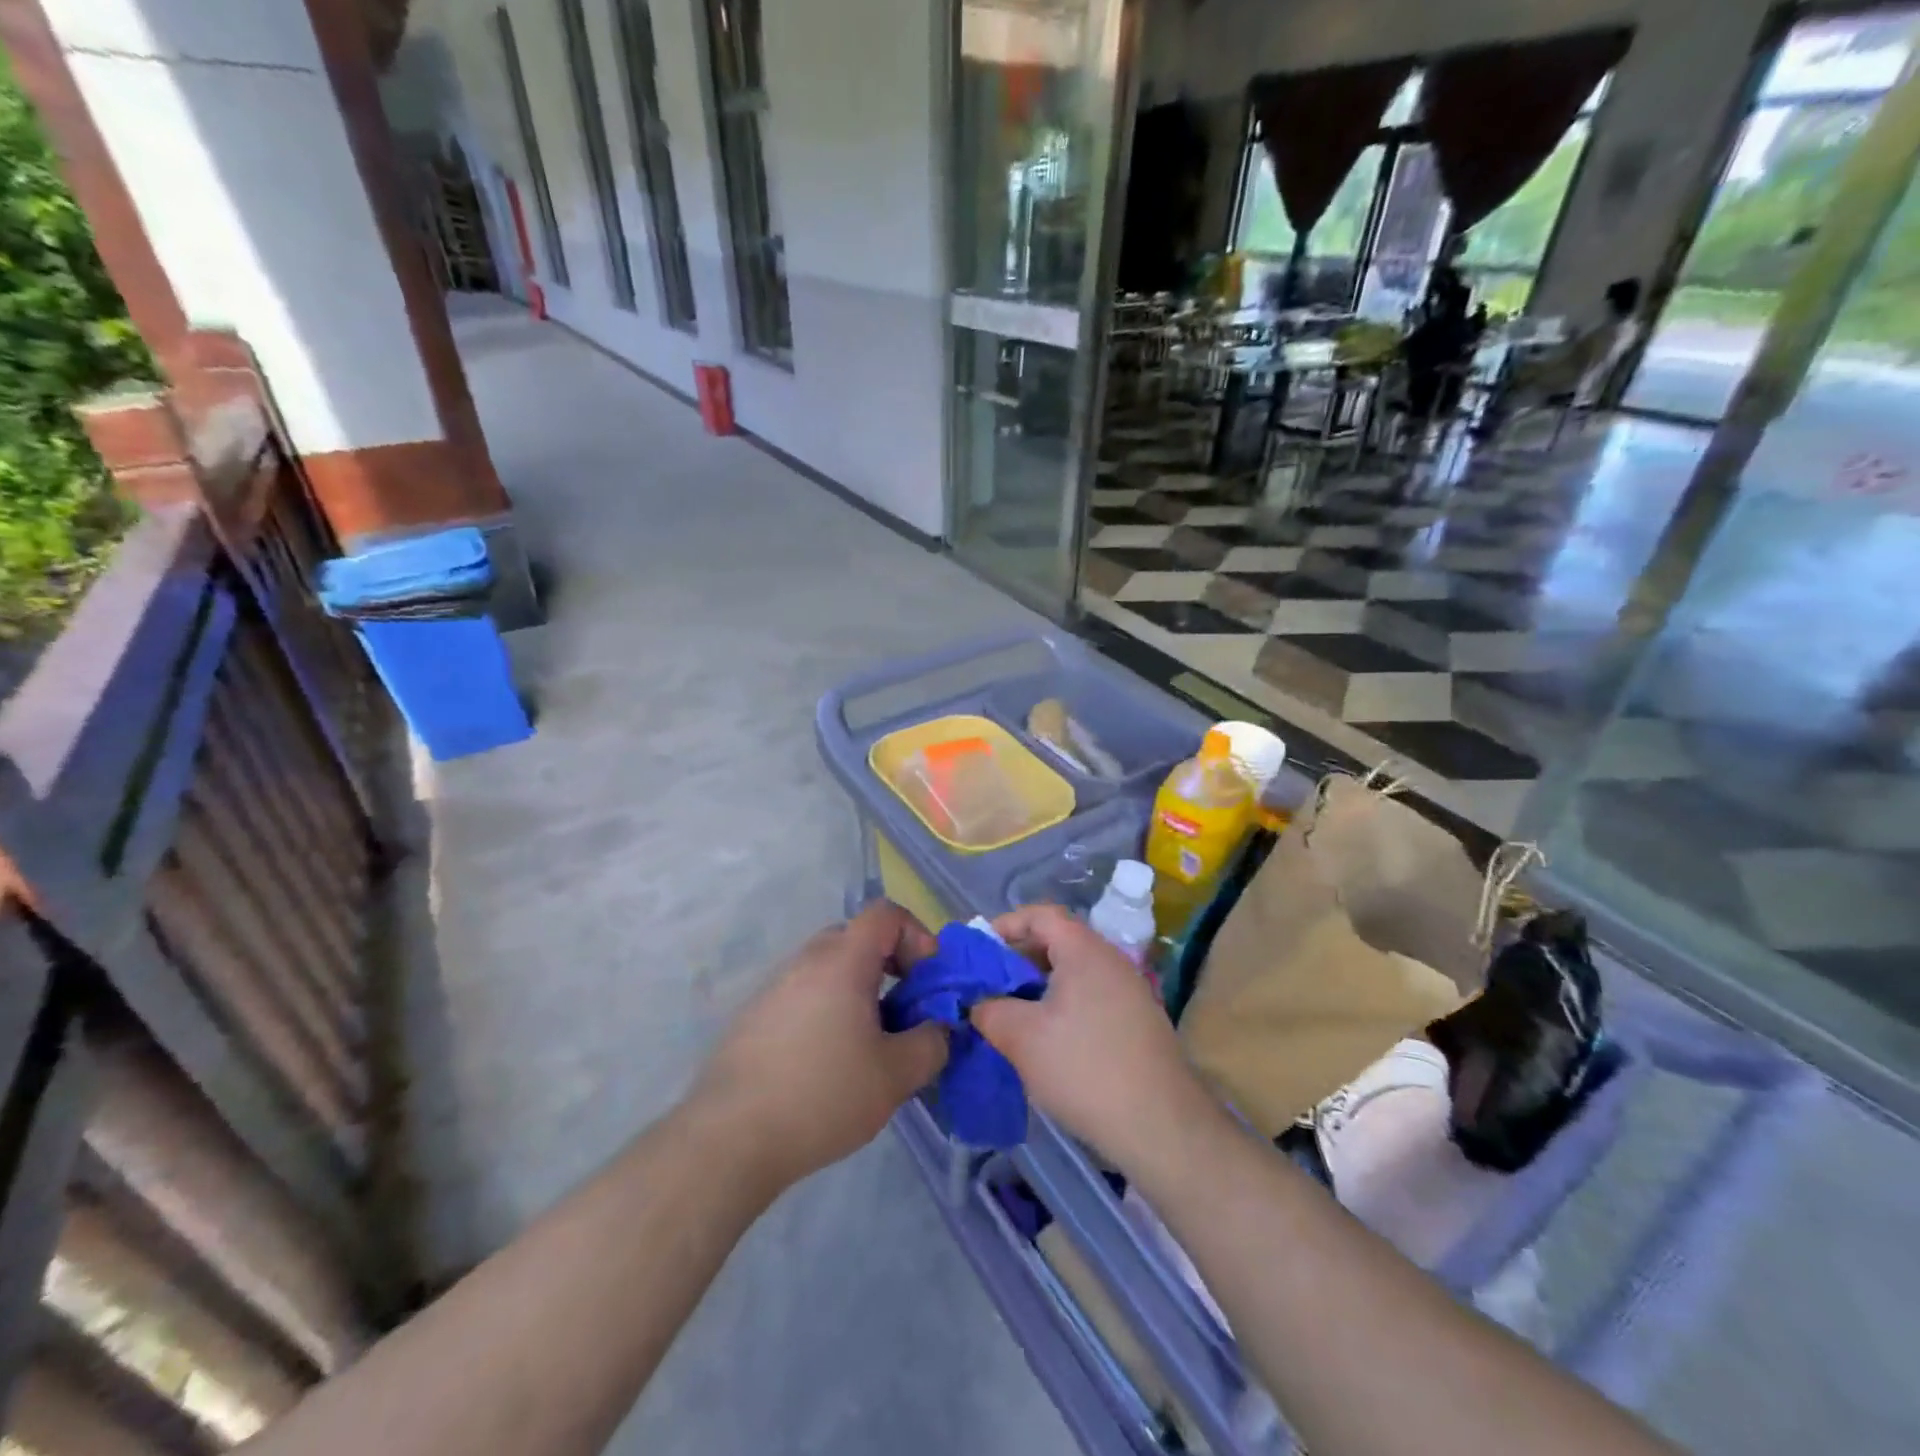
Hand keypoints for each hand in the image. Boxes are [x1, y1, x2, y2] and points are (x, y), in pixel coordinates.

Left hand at [689, 902, 949, 1191]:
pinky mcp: (754, 1016)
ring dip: (860, 992)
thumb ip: (932, 1043)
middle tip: (905, 1013)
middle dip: (891, 966)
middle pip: (858, 939)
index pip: (886, 913)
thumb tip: (939, 1028)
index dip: (918, 936)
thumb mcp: (896, 1075)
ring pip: (830, 969)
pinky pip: (805, 995)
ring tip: (870, 1045)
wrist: (729, 1138)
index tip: (927, 982)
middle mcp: (806, 960)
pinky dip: (829, 1011)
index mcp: (842, 959)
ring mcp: (775, 986)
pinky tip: (829, 1064)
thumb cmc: (822, 1095)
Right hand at [973, 904, 1219, 1173]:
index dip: (1006, 925)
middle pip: (1058, 940)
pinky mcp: (1137, 1019)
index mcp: (1084, 950)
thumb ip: (989, 1009)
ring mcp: (1129, 989)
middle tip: (990, 986)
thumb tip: (977, 1001)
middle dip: (1018, 958)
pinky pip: (1091, 995)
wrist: (1161, 1126)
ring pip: (1074, 971)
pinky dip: (1063, 1003)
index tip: (979, 953)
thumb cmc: (1085, 1069)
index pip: (1041, 914)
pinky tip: (1048, 1038)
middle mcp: (1111, 959)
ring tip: (1012, 1014)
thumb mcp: (1022, 1038)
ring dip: (1040, 985)